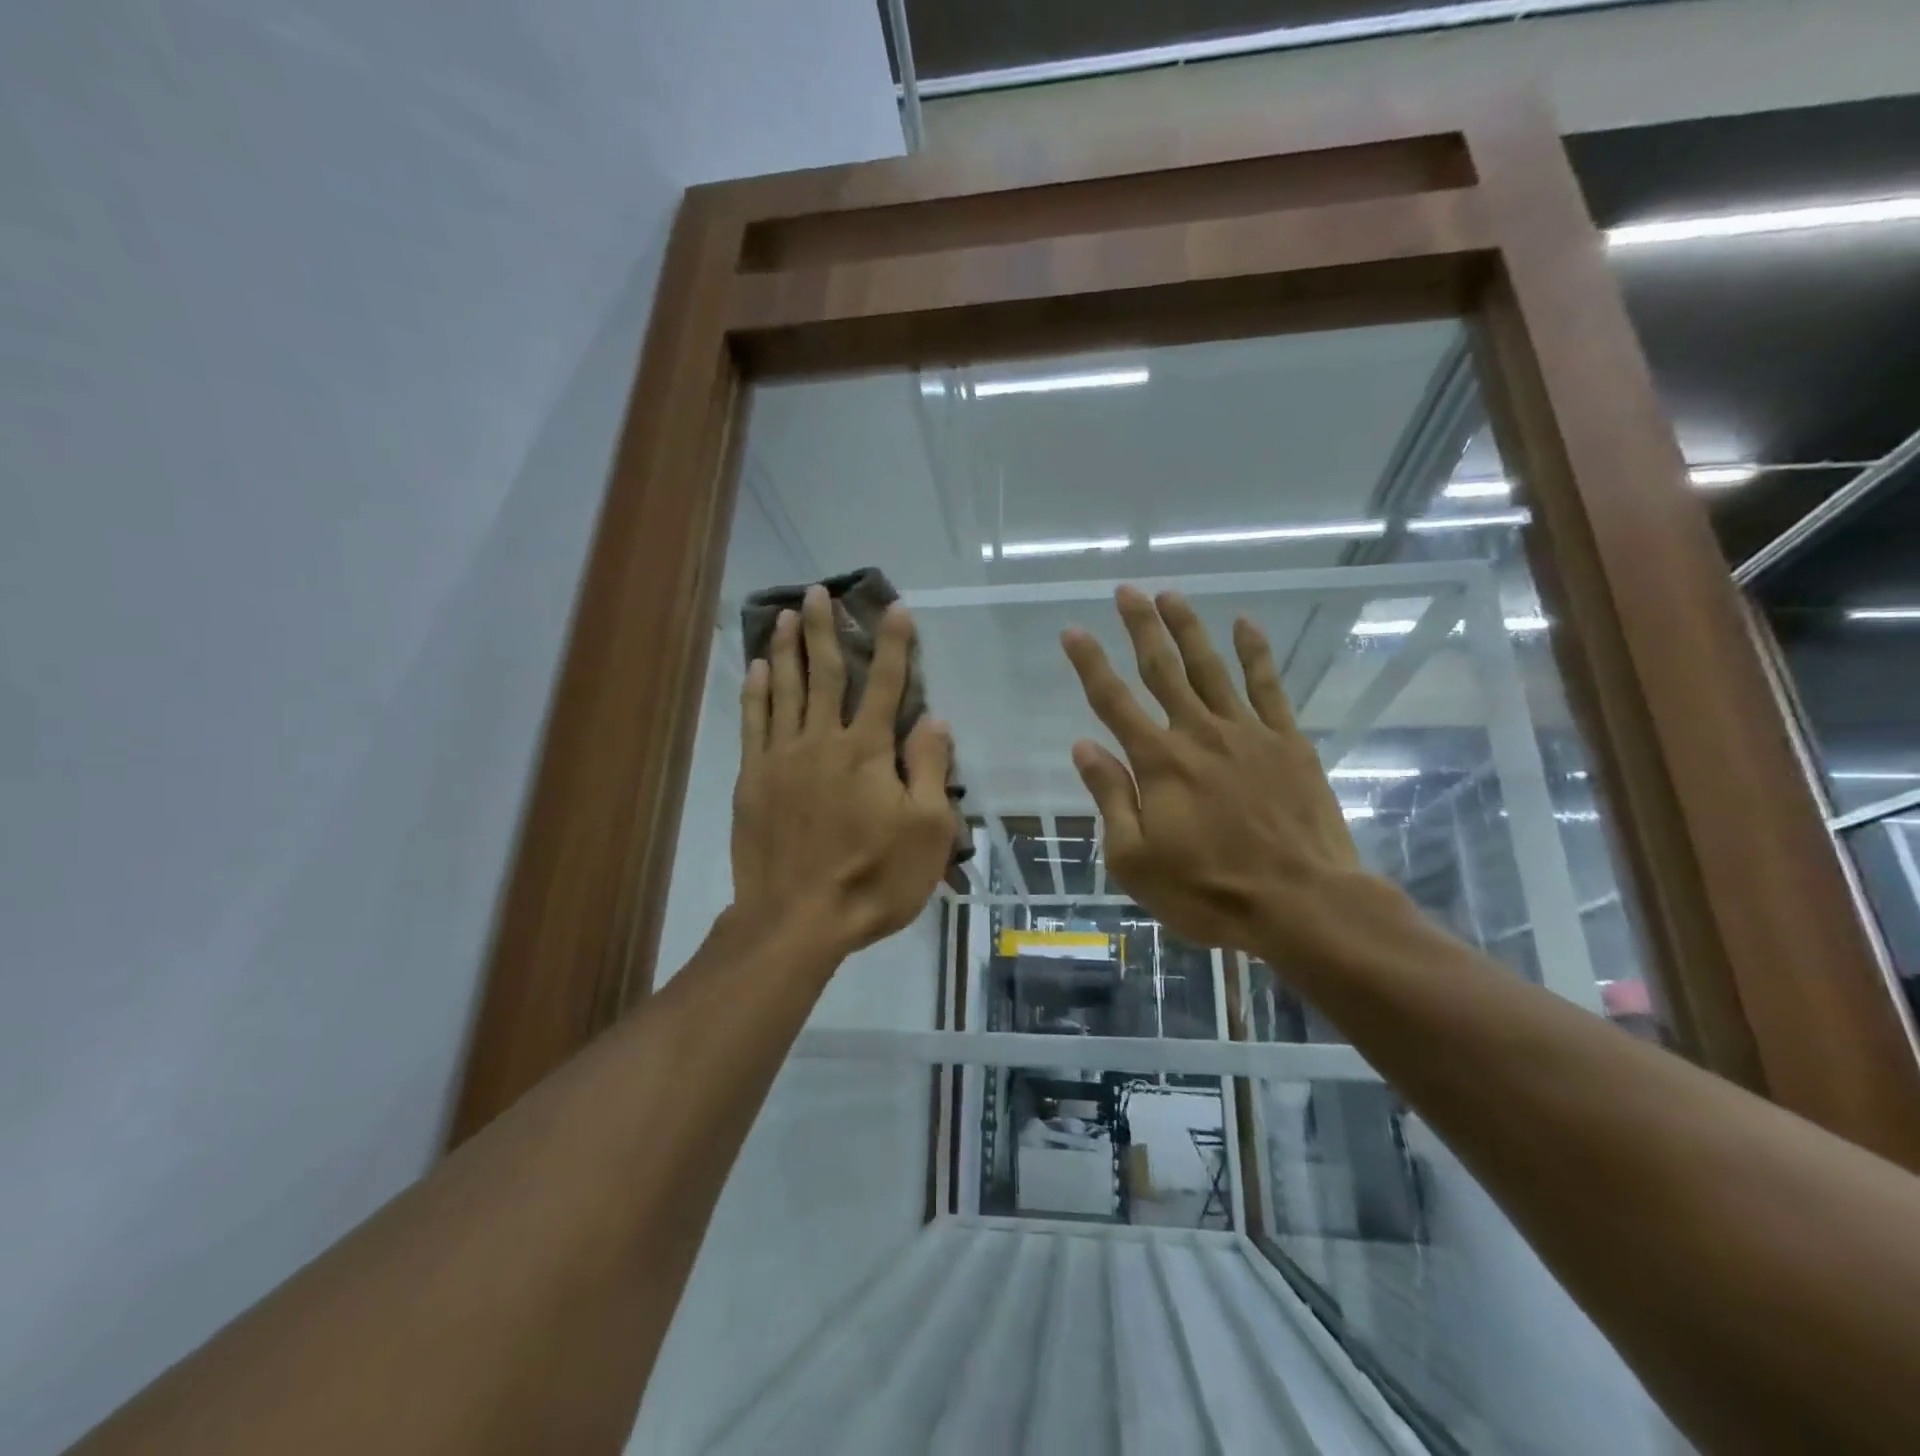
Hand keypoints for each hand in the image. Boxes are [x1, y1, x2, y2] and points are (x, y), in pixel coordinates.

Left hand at [732, 584, 955, 960]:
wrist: (797, 919)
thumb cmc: (873, 879)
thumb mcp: (927, 832)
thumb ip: (929, 769)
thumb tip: (935, 719)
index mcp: (868, 752)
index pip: (888, 685)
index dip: (894, 645)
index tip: (895, 608)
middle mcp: (823, 741)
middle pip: (826, 673)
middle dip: (826, 630)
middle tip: (818, 592)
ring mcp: (782, 757)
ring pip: (785, 689)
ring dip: (788, 648)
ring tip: (787, 614)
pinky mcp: (752, 779)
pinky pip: (753, 722)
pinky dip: (757, 691)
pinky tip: (758, 668)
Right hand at [1061, 586, 1388, 960]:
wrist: (1302, 905)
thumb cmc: (1208, 892)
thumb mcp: (1135, 860)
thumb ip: (1111, 798)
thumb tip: (1084, 747)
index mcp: (1159, 763)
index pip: (1113, 701)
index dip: (1089, 664)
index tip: (1073, 631)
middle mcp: (1199, 734)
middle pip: (1163, 669)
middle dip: (1141, 627)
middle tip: (1126, 591)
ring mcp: (1247, 734)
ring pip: (1211, 667)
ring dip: (1188, 628)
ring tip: (1170, 594)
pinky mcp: (1288, 743)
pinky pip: (1268, 687)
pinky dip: (1255, 653)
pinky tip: (1245, 624)